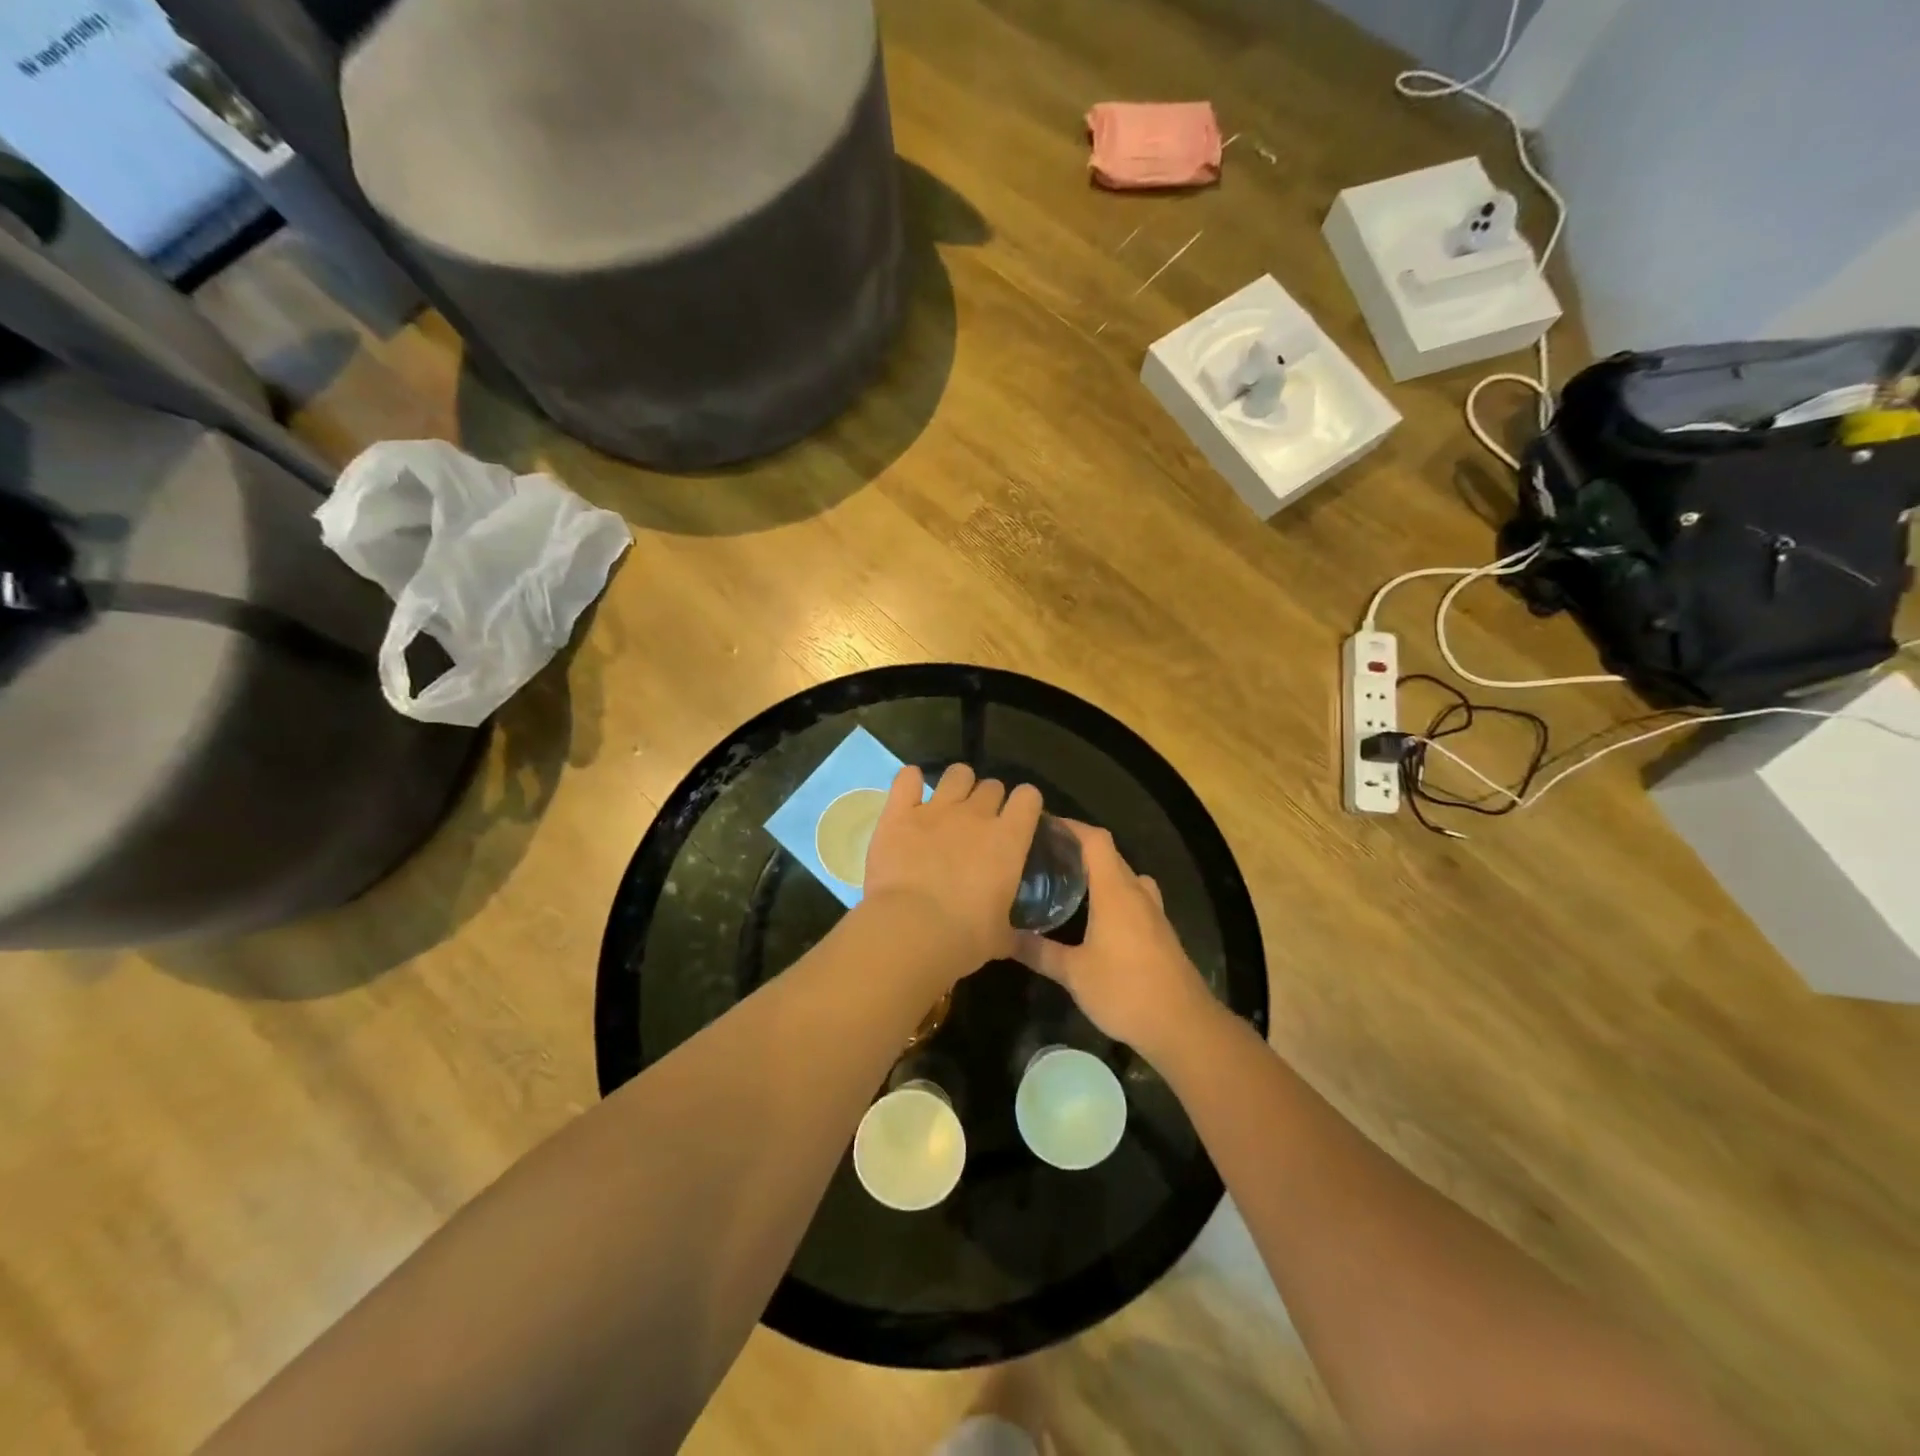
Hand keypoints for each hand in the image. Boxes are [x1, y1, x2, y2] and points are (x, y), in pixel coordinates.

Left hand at [860, 763, 1043, 986]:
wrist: (911, 931)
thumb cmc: (964, 938)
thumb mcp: (1001, 938)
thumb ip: (1015, 932)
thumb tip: (1026, 943)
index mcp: (1008, 840)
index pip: (1028, 798)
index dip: (1026, 804)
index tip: (1020, 819)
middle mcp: (976, 815)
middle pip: (992, 786)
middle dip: (990, 799)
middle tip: (979, 823)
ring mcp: (936, 809)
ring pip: (957, 774)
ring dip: (957, 784)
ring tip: (949, 803)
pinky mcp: (899, 813)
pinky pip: (907, 778)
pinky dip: (910, 781)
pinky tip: (910, 793)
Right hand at [1015, 823, 1213, 1060]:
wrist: (1182, 1025)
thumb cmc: (1125, 990)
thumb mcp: (1073, 973)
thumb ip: (1039, 951)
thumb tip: (1002, 937)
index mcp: (1115, 891)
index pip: (1095, 840)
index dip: (1071, 826)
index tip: (1043, 825)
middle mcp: (1137, 893)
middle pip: (1110, 855)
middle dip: (1079, 848)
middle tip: (1045, 855)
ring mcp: (1153, 912)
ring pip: (1125, 877)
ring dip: (1100, 872)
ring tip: (1069, 882)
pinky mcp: (1160, 932)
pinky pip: (1134, 898)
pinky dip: (1113, 894)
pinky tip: (1095, 916)